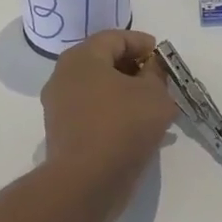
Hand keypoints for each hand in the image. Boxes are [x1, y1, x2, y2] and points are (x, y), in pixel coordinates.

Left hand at [41, 29, 176, 221]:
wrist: (86, 183)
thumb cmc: (123, 126)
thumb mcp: (155, 94)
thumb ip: (157, 73)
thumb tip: (152, 67)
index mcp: (82, 58)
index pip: (115, 38)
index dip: (142, 43)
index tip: (162, 56)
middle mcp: (64, 76)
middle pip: (104, 61)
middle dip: (134, 68)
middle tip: (159, 80)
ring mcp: (59, 106)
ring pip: (98, 88)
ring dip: (125, 92)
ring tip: (152, 106)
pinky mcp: (61, 132)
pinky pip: (92, 111)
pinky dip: (113, 112)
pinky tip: (135, 126)